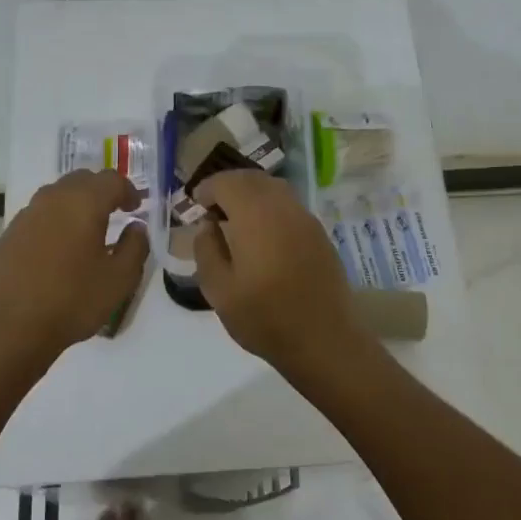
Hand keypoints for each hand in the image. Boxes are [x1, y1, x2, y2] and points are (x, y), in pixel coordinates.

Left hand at [0, 170, 149, 367]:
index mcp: (83, 202)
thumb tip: (136, 228)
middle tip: (114, 212)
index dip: (128, 190)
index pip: (111, 180)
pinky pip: (38, 217)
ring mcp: (25, 216)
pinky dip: (54, 223)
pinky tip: (58, 251)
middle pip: (81, 180)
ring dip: (75, 205)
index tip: (136, 208)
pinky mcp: (7, 236)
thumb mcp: (119, 280)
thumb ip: (135, 247)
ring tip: (86, 232)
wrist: (7, 329)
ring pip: (56, 196)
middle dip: (100, 192)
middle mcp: (52, 199)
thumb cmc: (71, 300)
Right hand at [193, 170, 363, 370]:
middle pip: (253, 179)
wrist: (324, 340)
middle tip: (212, 207)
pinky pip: (290, 206)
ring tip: (235, 219)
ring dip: (251, 194)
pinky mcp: (320, 234)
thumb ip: (207, 250)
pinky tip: (262, 234)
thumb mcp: (219, 290)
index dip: (208, 188)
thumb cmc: (265, 318)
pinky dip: (270, 207)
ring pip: (275, 188)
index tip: (196, 203)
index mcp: (255, 216)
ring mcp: (306, 219)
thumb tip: (207, 225)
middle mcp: (283, 207)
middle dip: (229, 186)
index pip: (227, 183)